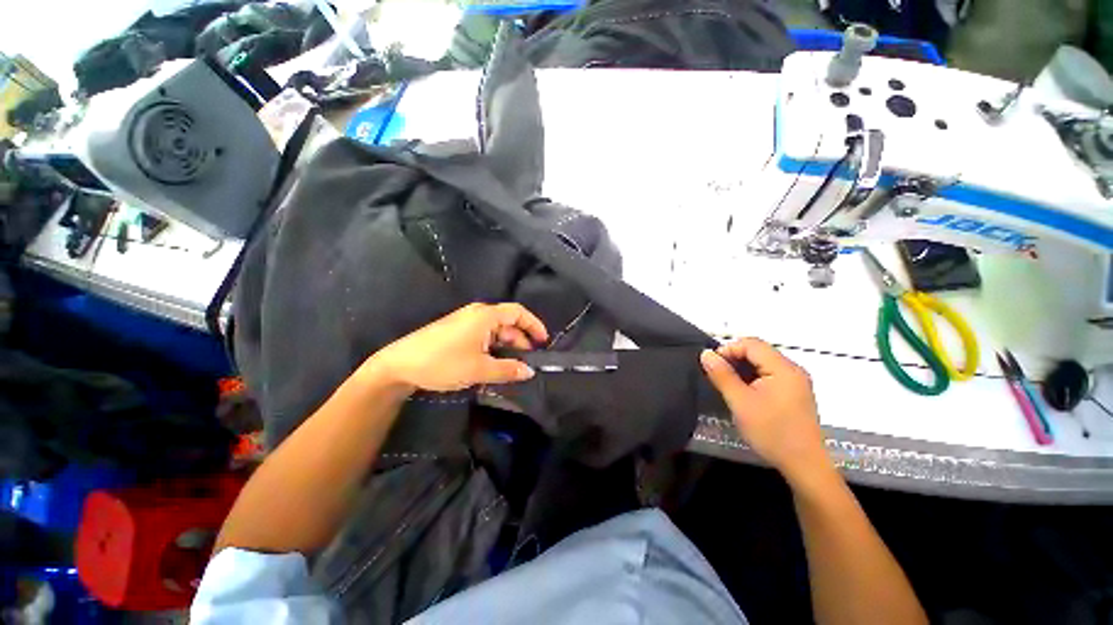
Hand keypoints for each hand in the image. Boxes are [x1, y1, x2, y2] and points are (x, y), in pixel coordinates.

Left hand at [366, 303, 548, 392]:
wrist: (398, 365)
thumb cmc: (443, 362)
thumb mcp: (479, 369)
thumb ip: (507, 369)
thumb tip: (529, 371)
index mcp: (485, 316)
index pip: (518, 312)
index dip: (534, 325)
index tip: (543, 342)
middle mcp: (477, 314)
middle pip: (507, 322)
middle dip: (520, 340)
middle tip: (527, 361)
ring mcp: (465, 322)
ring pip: (495, 331)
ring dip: (506, 346)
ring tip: (512, 367)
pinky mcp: (456, 331)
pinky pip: (483, 336)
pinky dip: (493, 348)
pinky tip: (493, 364)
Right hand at [700, 338, 830, 485]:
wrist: (804, 465)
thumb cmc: (771, 432)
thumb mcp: (740, 402)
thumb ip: (722, 375)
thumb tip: (706, 353)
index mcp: (783, 368)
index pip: (752, 344)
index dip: (728, 349)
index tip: (712, 365)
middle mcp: (793, 370)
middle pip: (758, 351)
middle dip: (734, 358)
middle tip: (717, 375)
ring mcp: (796, 382)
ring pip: (763, 363)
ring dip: (742, 369)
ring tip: (728, 385)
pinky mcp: (795, 393)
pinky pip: (770, 375)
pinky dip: (753, 378)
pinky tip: (744, 392)